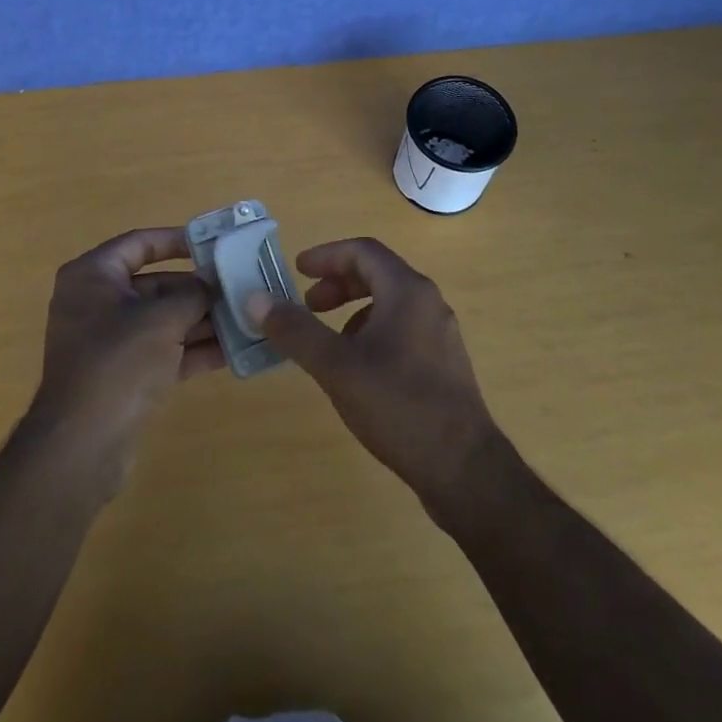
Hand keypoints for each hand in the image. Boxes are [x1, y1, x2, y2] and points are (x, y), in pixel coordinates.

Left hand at [25, 227, 221, 489]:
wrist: (82, 447)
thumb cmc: (118, 363)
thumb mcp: (161, 320)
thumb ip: (193, 294)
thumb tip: (214, 281)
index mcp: (93, 277)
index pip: (139, 243)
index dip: (176, 240)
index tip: (212, 243)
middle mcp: (97, 303)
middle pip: (155, 284)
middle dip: (197, 289)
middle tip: (238, 286)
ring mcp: (109, 342)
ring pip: (162, 321)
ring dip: (200, 320)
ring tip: (244, 317)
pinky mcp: (123, 376)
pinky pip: (163, 352)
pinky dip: (192, 350)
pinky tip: (233, 351)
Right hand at [247, 238, 501, 508]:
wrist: (465, 471)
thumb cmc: (399, 406)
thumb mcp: (337, 367)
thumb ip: (296, 330)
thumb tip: (256, 298)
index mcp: (407, 291)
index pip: (362, 251)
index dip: (326, 255)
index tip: (297, 270)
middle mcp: (428, 303)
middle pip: (378, 273)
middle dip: (338, 283)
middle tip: (308, 304)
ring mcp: (440, 335)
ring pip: (390, 303)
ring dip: (354, 310)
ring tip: (328, 341)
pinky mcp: (444, 365)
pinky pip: (401, 330)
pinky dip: (372, 333)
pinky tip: (358, 370)